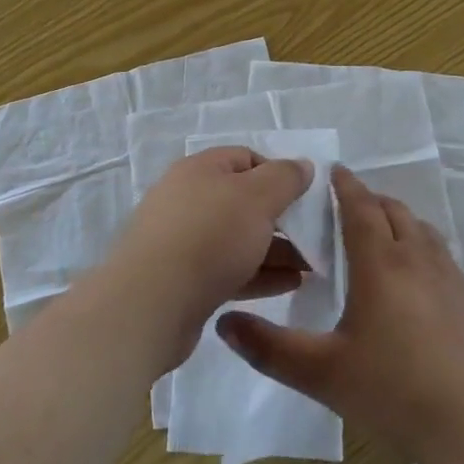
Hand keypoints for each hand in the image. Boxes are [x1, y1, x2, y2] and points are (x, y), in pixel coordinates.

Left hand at [107, 147, 311, 367]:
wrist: (149, 304)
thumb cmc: (209, 236)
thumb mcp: (257, 197)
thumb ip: (285, 178)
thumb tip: (302, 165)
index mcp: (200, 169)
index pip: (246, 158)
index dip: (279, 173)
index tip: (305, 197)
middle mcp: (187, 199)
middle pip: (243, 201)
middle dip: (281, 218)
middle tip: (313, 237)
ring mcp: (182, 242)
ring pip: (238, 239)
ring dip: (275, 250)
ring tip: (311, 267)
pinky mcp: (183, 281)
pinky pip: (229, 270)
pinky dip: (259, 274)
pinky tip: (289, 285)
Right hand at [216, 167, 463, 463]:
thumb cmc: (397, 391)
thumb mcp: (323, 374)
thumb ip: (270, 349)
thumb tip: (223, 323)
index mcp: (380, 263)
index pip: (360, 207)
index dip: (345, 185)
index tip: (332, 170)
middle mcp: (417, 258)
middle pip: (393, 210)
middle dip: (369, 199)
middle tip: (346, 204)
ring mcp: (450, 276)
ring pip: (420, 229)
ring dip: (396, 219)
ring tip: (379, 233)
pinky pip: (440, 253)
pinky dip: (419, 245)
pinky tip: (414, 277)